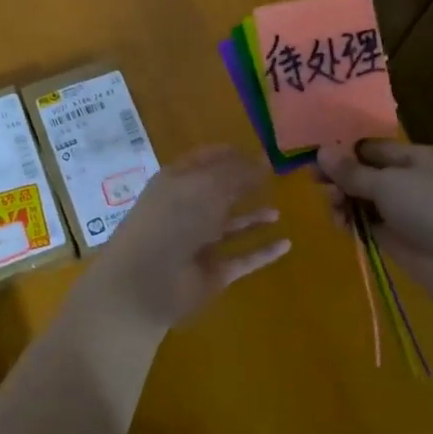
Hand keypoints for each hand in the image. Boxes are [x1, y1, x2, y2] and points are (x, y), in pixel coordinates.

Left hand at [75, 144, 288, 338]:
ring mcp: (199, 243)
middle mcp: (187, 209)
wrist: (145, 282)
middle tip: (275, 178)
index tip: (261, 151)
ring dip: (253, 218)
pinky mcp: (212, 273)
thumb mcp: (205, 186)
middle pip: (219, 192)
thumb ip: (236, 173)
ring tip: (279, 211)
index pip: (207, 160)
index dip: (231, 154)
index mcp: (177, 182)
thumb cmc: (172, 220)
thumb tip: (263, 160)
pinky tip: (286, 244)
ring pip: (231, 226)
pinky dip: (263, 252)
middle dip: (242, 184)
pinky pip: (243, 258)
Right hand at [315, 140, 432, 318]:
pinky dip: (355, 222)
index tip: (317, 156)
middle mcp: (420, 182)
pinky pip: (372, 225)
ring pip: (369, 200)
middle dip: (343, 177)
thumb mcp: (389, 183)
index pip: (378, 148)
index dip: (348, 151)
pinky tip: (339, 223)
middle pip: (371, 174)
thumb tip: (321, 152)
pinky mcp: (404, 241)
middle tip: (315, 182)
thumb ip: (352, 171)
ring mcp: (412, 213)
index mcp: (425, 158)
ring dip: (346, 200)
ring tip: (331, 205)